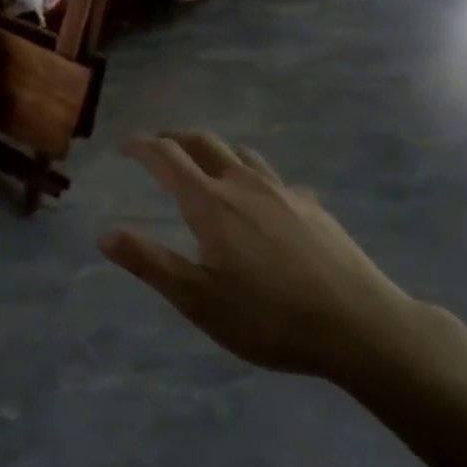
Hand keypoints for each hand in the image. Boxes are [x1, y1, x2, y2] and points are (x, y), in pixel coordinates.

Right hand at [101, 132, 421, 383]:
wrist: (362, 327)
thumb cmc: (271, 317)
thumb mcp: (199, 300)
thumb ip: (150, 263)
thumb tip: (104, 234)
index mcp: (210, 203)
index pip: (167, 157)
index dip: (142, 146)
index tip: (126, 144)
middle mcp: (243, 184)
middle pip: (203, 142)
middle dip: (176, 138)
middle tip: (160, 146)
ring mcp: (283, 191)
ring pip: (241, 155)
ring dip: (215, 152)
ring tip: (208, 166)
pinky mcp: (313, 206)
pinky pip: (274, 178)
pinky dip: (254, 177)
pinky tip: (263, 203)